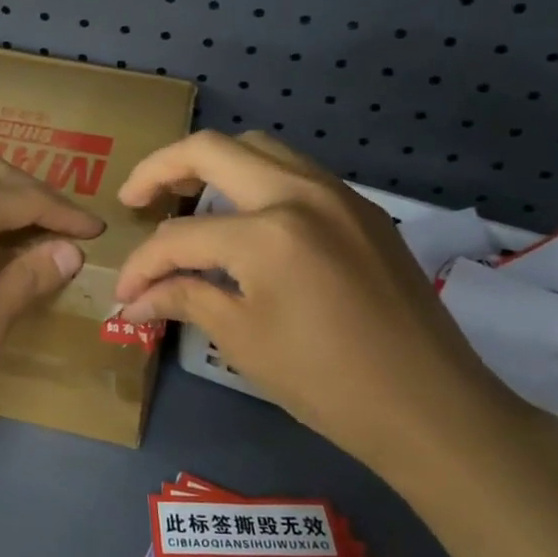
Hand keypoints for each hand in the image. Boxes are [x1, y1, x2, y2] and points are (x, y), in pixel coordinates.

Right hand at [113, 131, 520, 473]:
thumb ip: (184, 300)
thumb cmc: (329, 383)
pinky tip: (243, 217)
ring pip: (259, 148)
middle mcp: (302, 193)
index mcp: (269, 232)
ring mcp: (338, 194)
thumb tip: (134, 299)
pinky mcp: (362, 209)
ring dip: (212, 164)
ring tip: (185, 197)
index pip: (180, 235)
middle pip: (213, 149)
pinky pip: (295, 171)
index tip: (124, 292)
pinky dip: (255, 179)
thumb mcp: (243, 341)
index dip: (142, 264)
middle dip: (161, 169)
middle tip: (135, 200)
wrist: (433, 408)